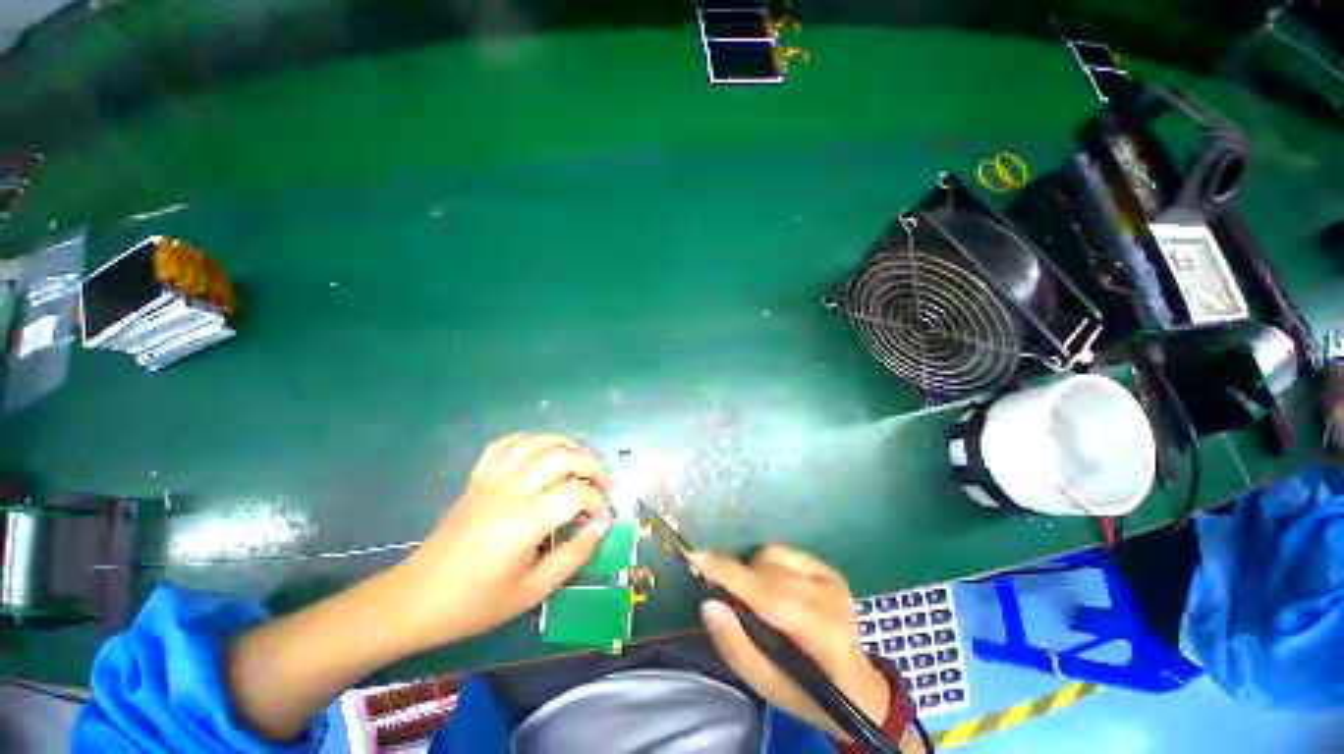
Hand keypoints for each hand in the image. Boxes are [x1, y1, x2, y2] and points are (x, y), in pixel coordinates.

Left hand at [401, 433, 613, 646]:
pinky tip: (542, 453)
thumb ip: (574, 555)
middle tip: (605, 485)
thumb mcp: (533, 591)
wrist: (416, 599)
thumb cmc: (476, 603)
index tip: (603, 521)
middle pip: (562, 457)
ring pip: (537, 442)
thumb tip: (601, 525)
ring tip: (582, 462)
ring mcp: (490, 479)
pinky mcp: (477, 478)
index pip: (576, 494)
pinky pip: (506, 444)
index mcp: (522, 523)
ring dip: (568, 446)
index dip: (598, 504)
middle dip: (592, 466)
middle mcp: (508, 491)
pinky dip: (531, 441)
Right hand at [693, 546, 890, 741]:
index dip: (730, 574)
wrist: (857, 685)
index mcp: (823, 636)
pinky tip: (770, 585)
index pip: (768, 596)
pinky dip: (766, 563)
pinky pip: (782, 551)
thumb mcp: (767, 686)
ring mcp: (832, 578)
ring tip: (752, 598)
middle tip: (722, 594)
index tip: (696, 557)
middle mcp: (831, 598)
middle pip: (767, 571)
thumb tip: (709, 604)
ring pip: (772, 555)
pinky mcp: (828, 567)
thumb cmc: (808, 691)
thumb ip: (736, 646)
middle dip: (737, 575)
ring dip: (752, 571)